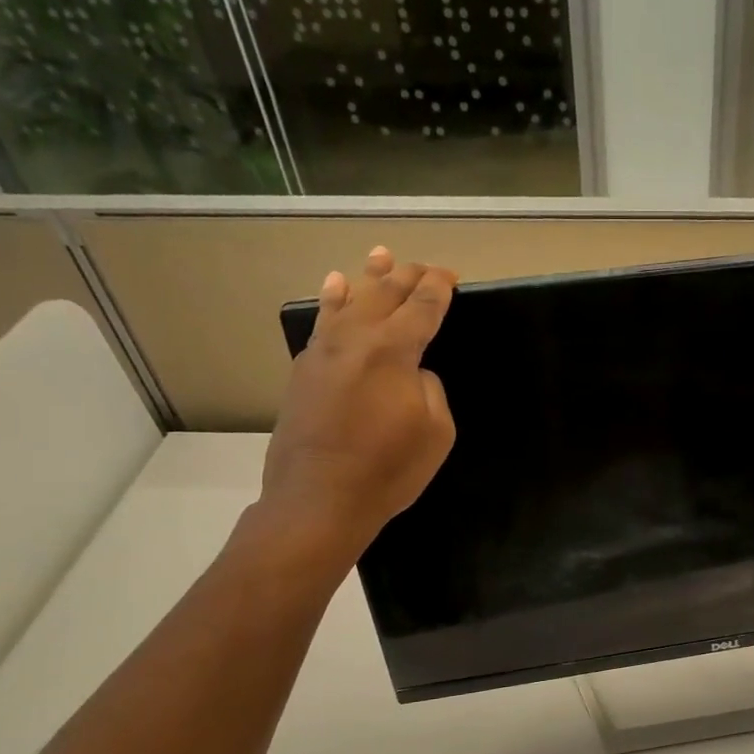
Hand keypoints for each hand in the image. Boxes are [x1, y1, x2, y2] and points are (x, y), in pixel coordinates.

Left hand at [258, 247, 456, 561]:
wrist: (319, 498)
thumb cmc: (389, 469)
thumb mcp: (437, 431)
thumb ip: (429, 387)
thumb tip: (413, 371)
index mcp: (394, 350)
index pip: (422, 306)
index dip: (438, 288)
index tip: (449, 276)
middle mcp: (356, 338)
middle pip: (385, 294)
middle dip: (407, 276)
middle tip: (423, 267)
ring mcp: (324, 351)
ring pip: (349, 300)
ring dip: (369, 277)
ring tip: (380, 255)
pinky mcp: (303, 370)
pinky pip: (322, 322)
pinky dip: (332, 300)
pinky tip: (334, 287)